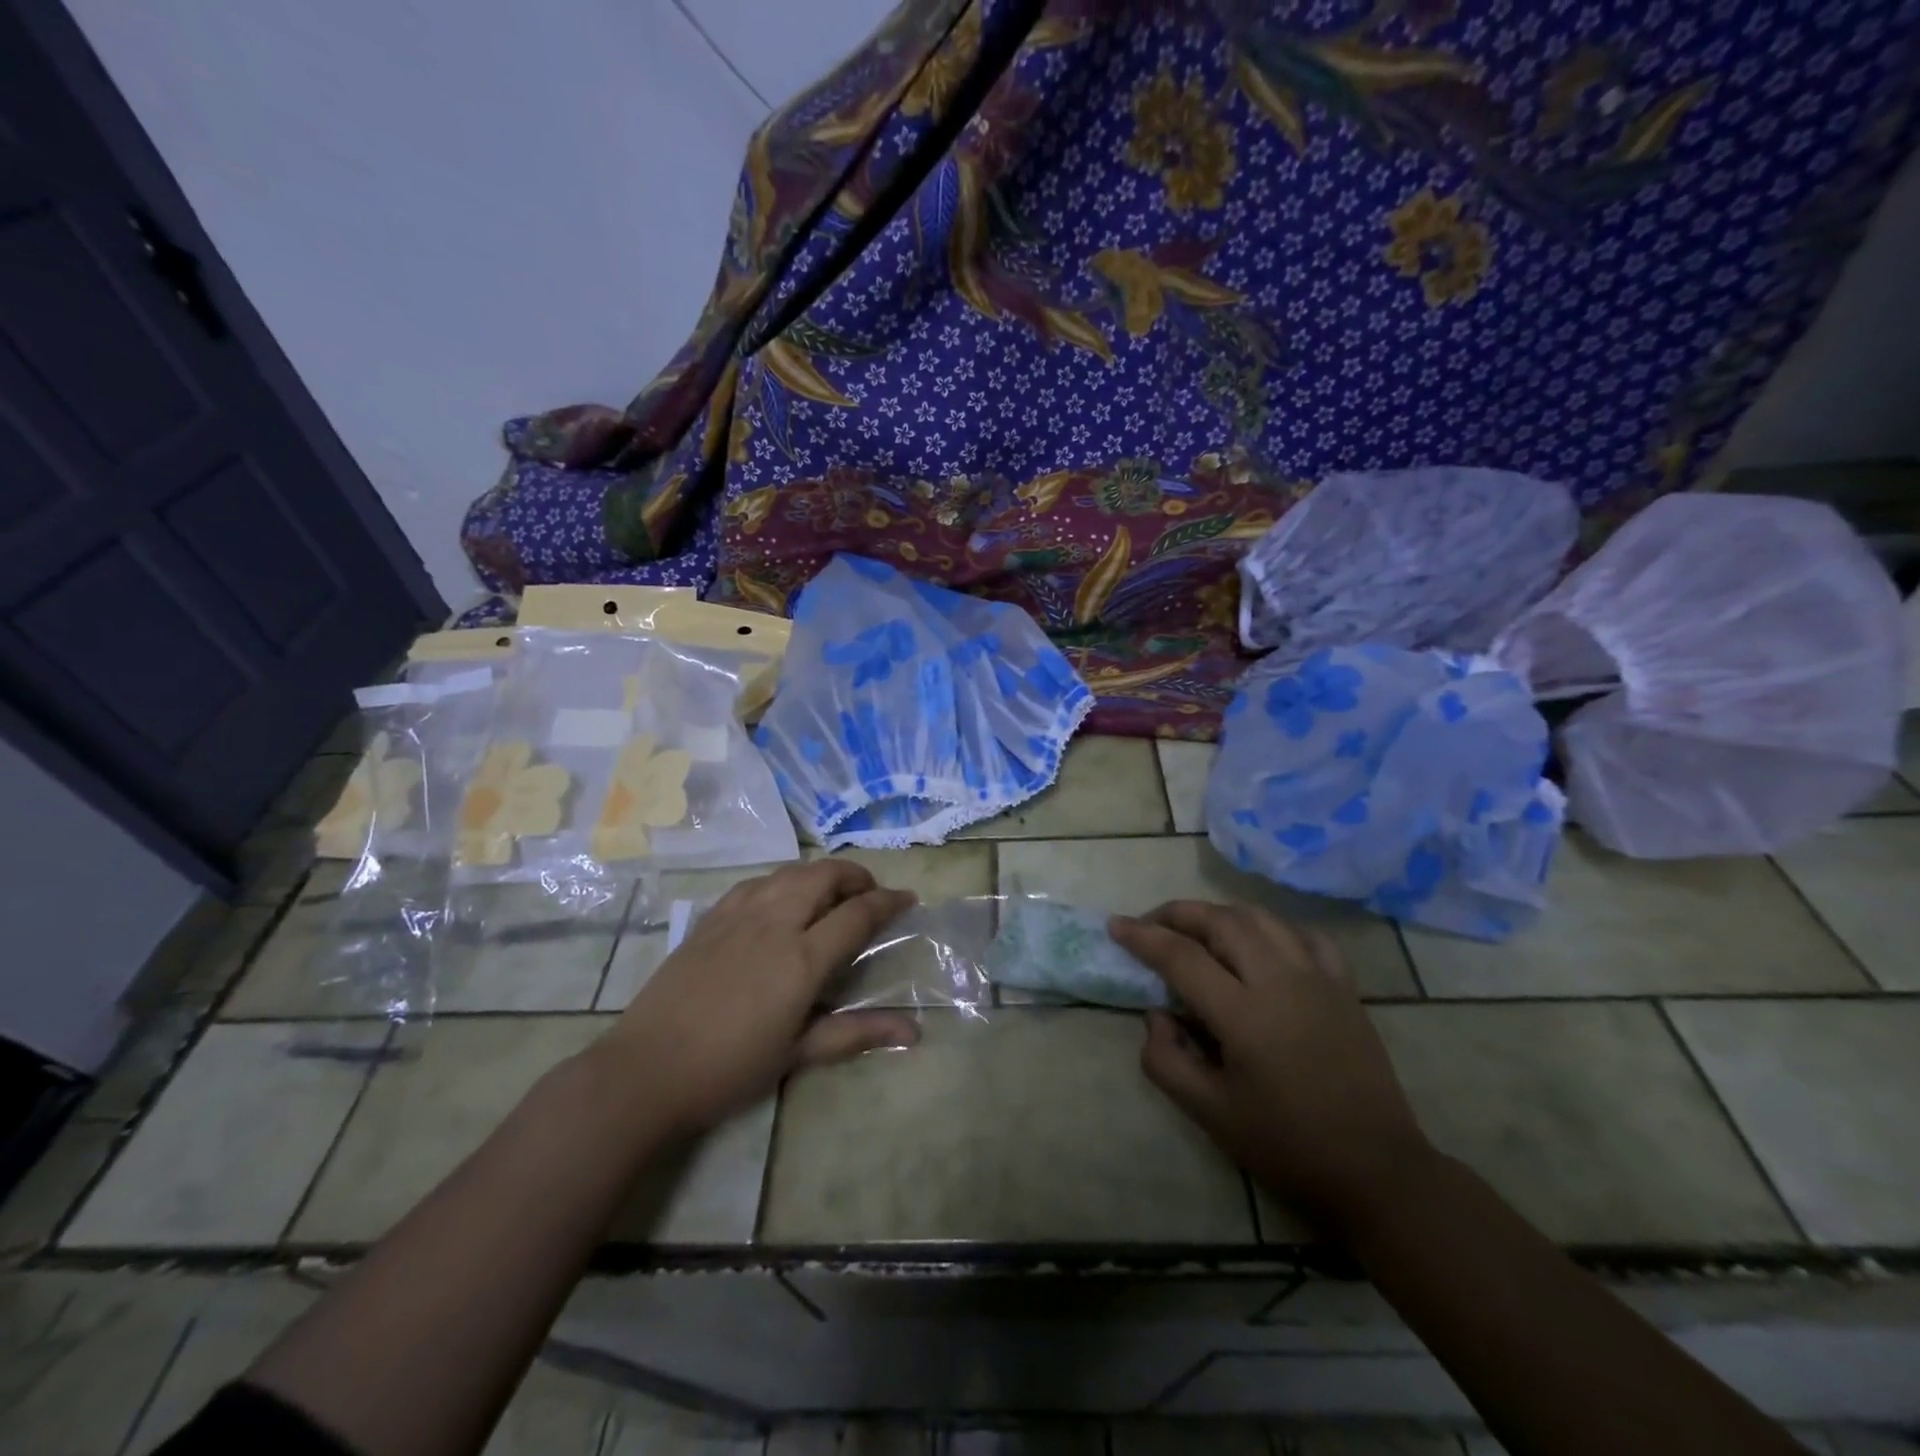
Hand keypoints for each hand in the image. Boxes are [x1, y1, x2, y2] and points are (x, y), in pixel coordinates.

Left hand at [595, 860, 919, 1134]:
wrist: (647, 1069)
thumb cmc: (730, 1068)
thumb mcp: (798, 1053)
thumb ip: (857, 1032)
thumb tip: (914, 1031)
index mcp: (801, 958)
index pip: (857, 913)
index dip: (888, 901)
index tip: (907, 900)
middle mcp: (774, 923)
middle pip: (824, 875)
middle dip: (855, 875)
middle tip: (869, 893)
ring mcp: (738, 915)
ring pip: (789, 871)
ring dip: (819, 874)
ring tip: (830, 894)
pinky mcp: (710, 918)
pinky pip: (756, 882)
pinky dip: (782, 881)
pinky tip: (780, 900)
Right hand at [1110, 901, 1433, 1234]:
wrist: (1377, 1171)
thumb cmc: (1287, 1146)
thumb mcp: (1210, 1114)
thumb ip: (1166, 1059)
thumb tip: (1156, 1014)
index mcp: (1243, 1014)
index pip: (1181, 956)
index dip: (1142, 936)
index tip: (1115, 926)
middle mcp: (1280, 981)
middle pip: (1220, 920)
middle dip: (1178, 913)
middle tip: (1151, 925)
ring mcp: (1318, 978)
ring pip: (1261, 918)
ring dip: (1220, 914)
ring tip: (1198, 930)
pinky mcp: (1345, 987)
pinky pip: (1305, 936)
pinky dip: (1273, 929)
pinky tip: (1261, 945)